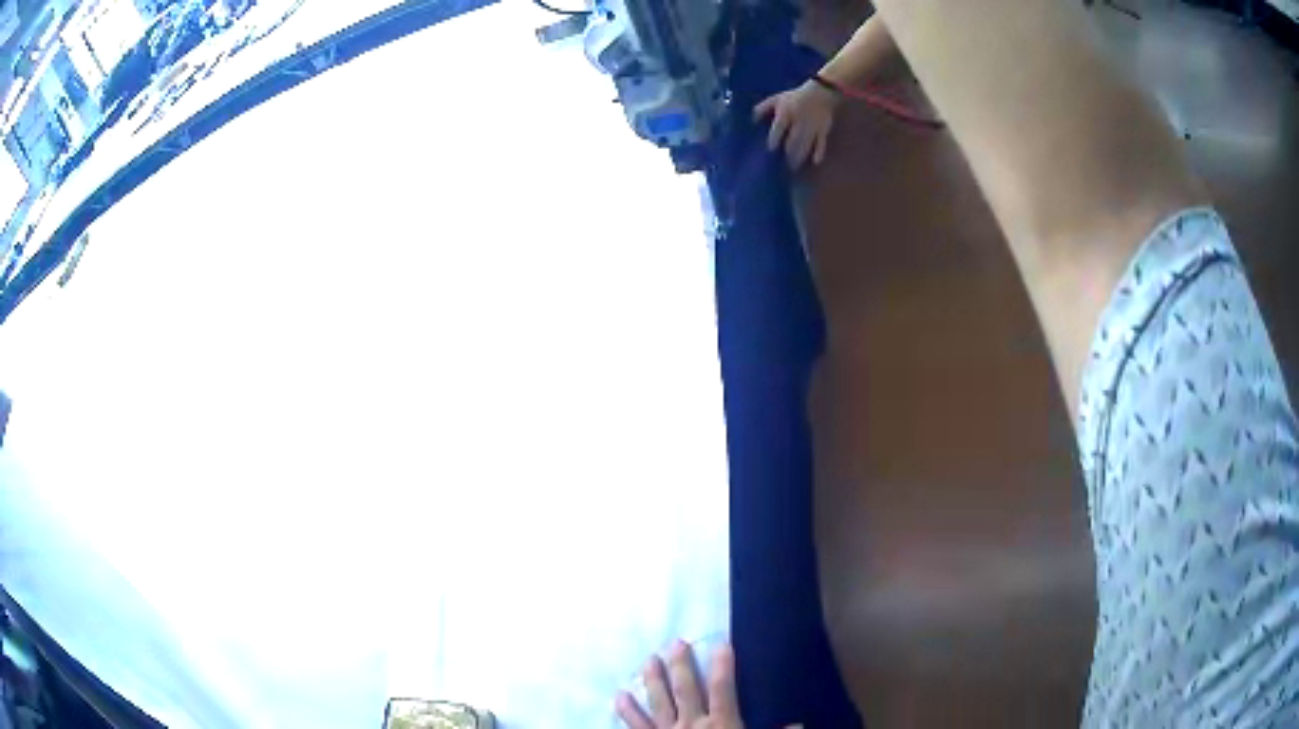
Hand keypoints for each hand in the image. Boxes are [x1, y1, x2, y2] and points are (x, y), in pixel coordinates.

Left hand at [615, 641, 743, 728]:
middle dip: (681, 665)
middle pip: (686, 689)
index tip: (721, 643)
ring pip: (659, 702)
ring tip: (648, 659)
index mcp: (723, 724)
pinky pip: (636, 726)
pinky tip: (620, 695)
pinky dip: (627, 711)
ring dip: (652, 680)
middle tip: (675, 642)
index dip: (723, 665)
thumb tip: (799, 724)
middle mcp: (692, 724)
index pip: (723, 688)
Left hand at [754, 80, 839, 168]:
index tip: (771, 150)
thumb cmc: (795, 97)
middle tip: (783, 165)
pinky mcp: (823, 130)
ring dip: (800, 156)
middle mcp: (799, 121)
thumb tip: (751, 121)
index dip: (774, 140)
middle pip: (793, 140)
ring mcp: (812, 126)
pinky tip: (815, 162)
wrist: (820, 92)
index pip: (778, 128)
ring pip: (805, 144)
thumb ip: (762, 108)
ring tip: (794, 167)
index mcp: (786, 113)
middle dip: (788, 153)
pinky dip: (819, 152)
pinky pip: (821, 142)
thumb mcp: (776, 99)